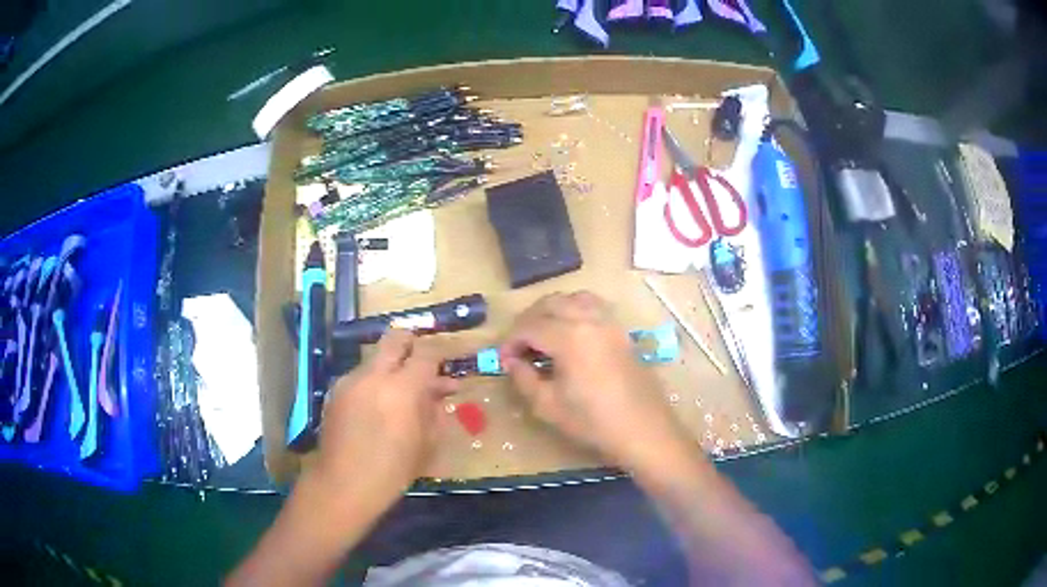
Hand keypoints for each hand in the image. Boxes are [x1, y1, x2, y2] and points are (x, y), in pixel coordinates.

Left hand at [313, 330, 457, 497]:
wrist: (343, 484)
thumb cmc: (393, 471)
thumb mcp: (426, 444)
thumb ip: (434, 412)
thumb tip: (439, 394)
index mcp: (403, 388)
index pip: (426, 353)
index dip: (440, 354)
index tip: (448, 364)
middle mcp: (375, 375)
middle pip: (395, 339)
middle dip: (411, 343)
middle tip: (422, 361)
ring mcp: (351, 380)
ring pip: (375, 359)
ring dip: (390, 368)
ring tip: (400, 393)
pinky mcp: (335, 391)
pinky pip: (360, 377)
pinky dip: (373, 383)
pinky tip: (376, 407)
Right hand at [501, 291, 689, 470]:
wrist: (643, 429)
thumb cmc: (593, 422)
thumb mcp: (548, 406)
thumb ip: (524, 378)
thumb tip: (512, 362)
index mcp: (569, 337)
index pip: (529, 326)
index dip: (511, 341)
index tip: (504, 359)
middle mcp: (589, 320)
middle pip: (550, 303)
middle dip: (528, 320)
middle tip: (519, 346)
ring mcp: (609, 322)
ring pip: (574, 298)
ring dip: (552, 310)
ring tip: (543, 334)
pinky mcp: (621, 331)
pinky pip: (594, 306)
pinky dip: (576, 309)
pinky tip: (571, 333)